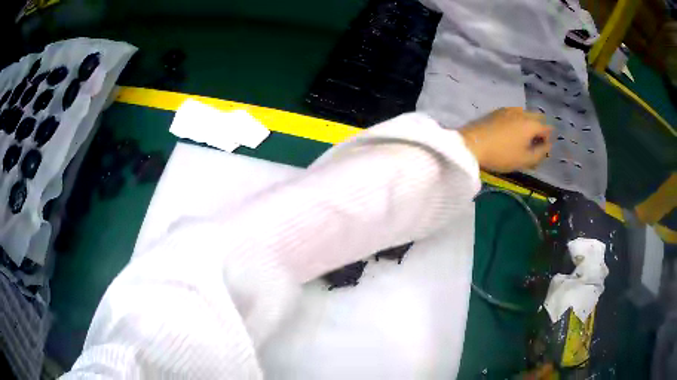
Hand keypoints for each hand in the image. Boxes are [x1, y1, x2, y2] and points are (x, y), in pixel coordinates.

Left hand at [459, 107, 552, 172]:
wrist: (471, 144)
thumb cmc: (501, 155)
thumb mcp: (524, 160)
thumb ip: (540, 153)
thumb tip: (548, 145)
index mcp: (531, 123)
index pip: (546, 128)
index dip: (547, 140)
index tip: (541, 151)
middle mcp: (521, 112)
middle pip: (536, 119)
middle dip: (537, 131)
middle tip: (531, 146)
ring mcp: (507, 110)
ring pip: (524, 116)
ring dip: (526, 126)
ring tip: (520, 141)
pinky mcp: (495, 112)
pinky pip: (512, 115)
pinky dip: (515, 123)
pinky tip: (509, 134)